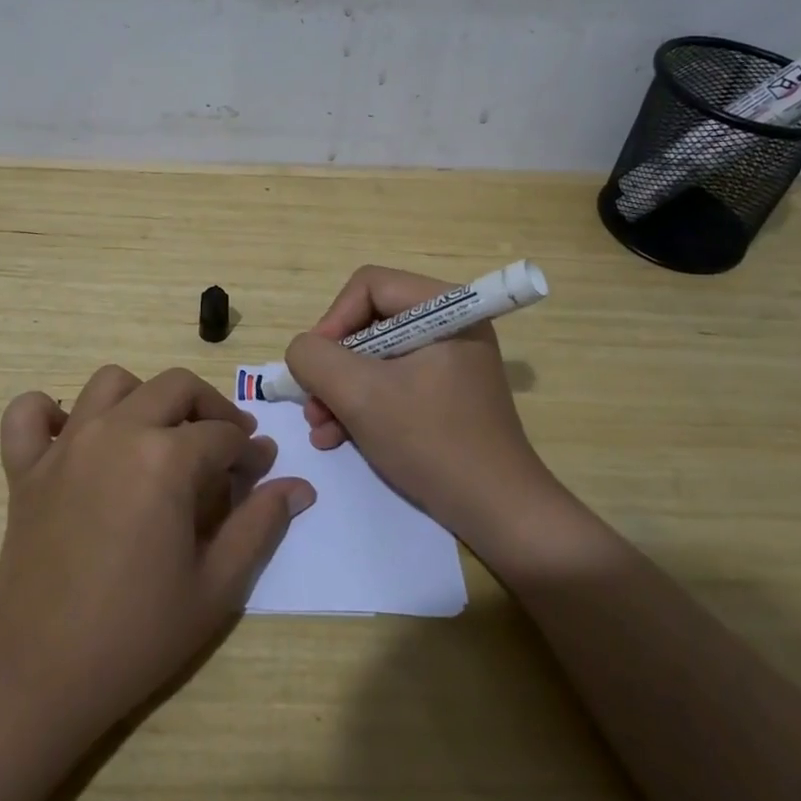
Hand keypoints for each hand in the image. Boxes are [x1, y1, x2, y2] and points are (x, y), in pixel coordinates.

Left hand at [0, 365, 315, 736]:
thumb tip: (298, 486)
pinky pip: (28, 413)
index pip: (224, 434)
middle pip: (175, 387)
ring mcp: (66, 445)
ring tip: (156, 436)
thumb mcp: (217, 586)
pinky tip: (70, 435)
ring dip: (142, 397)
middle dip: (209, 408)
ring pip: (111, 383)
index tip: (258, 473)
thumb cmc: (137, 633)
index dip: (249, 452)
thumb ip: (260, 525)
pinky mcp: (26, 467)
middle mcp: (117, 431)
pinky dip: (48, 412)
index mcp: (166, 457)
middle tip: (222, 446)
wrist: (40, 676)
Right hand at [284, 266, 575, 568]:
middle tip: (311, 404)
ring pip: (375, 356)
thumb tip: (302, 350)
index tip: (314, 366)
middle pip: (369, 322)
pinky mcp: (445, 391)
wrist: (499, 513)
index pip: (369, 286)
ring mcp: (449, 359)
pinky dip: (362, 405)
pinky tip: (338, 437)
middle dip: (334, 366)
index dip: (332, 320)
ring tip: (320, 428)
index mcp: (445, 307)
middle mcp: (450, 323)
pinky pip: (391, 381)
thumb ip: (316, 359)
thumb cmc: (432, 442)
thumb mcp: (361, 395)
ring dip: (341, 390)